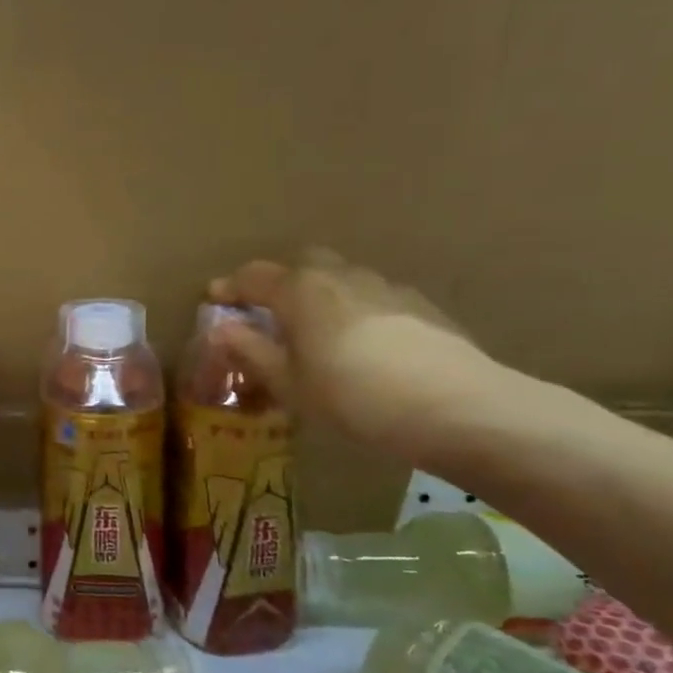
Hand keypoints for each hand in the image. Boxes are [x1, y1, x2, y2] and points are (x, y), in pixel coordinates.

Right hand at [208, 248, 507, 457]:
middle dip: (278, 282)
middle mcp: (340, 275)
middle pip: (300, 265)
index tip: (214, 299)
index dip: (230, 288)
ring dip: (319, 295)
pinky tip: (361, 345)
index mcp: (300, 290)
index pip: (253, 277)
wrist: (457, 406)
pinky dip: (353, 310)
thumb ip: (252, 351)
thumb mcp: (290, 383)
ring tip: (315, 331)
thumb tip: (220, 330)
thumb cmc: (353, 396)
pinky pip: (371, 297)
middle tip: (267, 312)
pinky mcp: (420, 305)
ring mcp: (385, 286)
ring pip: (340, 278)